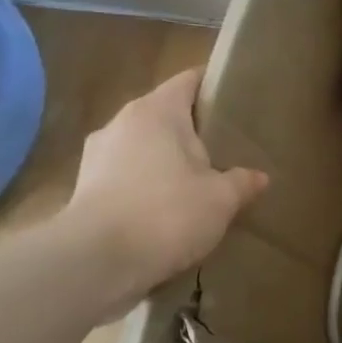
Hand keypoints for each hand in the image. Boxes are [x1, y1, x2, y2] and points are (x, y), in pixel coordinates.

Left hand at [61, 68, 269, 298]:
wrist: (95, 262)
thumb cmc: (166, 213)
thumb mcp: (221, 199)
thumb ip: (242, 182)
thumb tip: (258, 177)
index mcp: (157, 111)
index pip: (189, 80)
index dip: (214, 86)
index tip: (238, 100)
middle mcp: (122, 122)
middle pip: (165, 114)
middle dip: (193, 129)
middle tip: (226, 149)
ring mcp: (97, 155)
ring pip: (143, 146)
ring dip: (166, 160)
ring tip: (196, 183)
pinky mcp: (83, 188)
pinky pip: (125, 175)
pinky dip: (145, 186)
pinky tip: (165, 211)